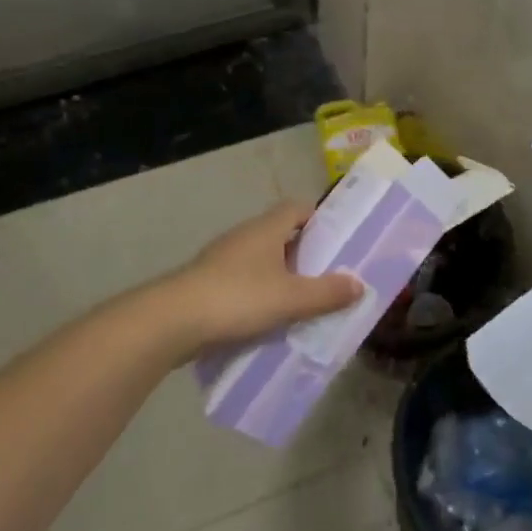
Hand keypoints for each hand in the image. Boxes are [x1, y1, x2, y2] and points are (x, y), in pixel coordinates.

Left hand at [166, 202, 362, 349]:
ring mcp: (222, 259)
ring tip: (303, 302)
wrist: (172, 322)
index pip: (298, 208)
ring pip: (262, 261)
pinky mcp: (208, 284)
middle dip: (305, 254)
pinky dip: (259, 295)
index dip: (320, 220)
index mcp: (267, 228)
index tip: (338, 240)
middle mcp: (245, 236)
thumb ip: (327, 292)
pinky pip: (244, 282)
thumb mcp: (291, 298)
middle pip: (281, 235)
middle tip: (328, 276)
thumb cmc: (238, 298)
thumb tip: (359, 284)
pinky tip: (269, 319)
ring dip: (281, 277)